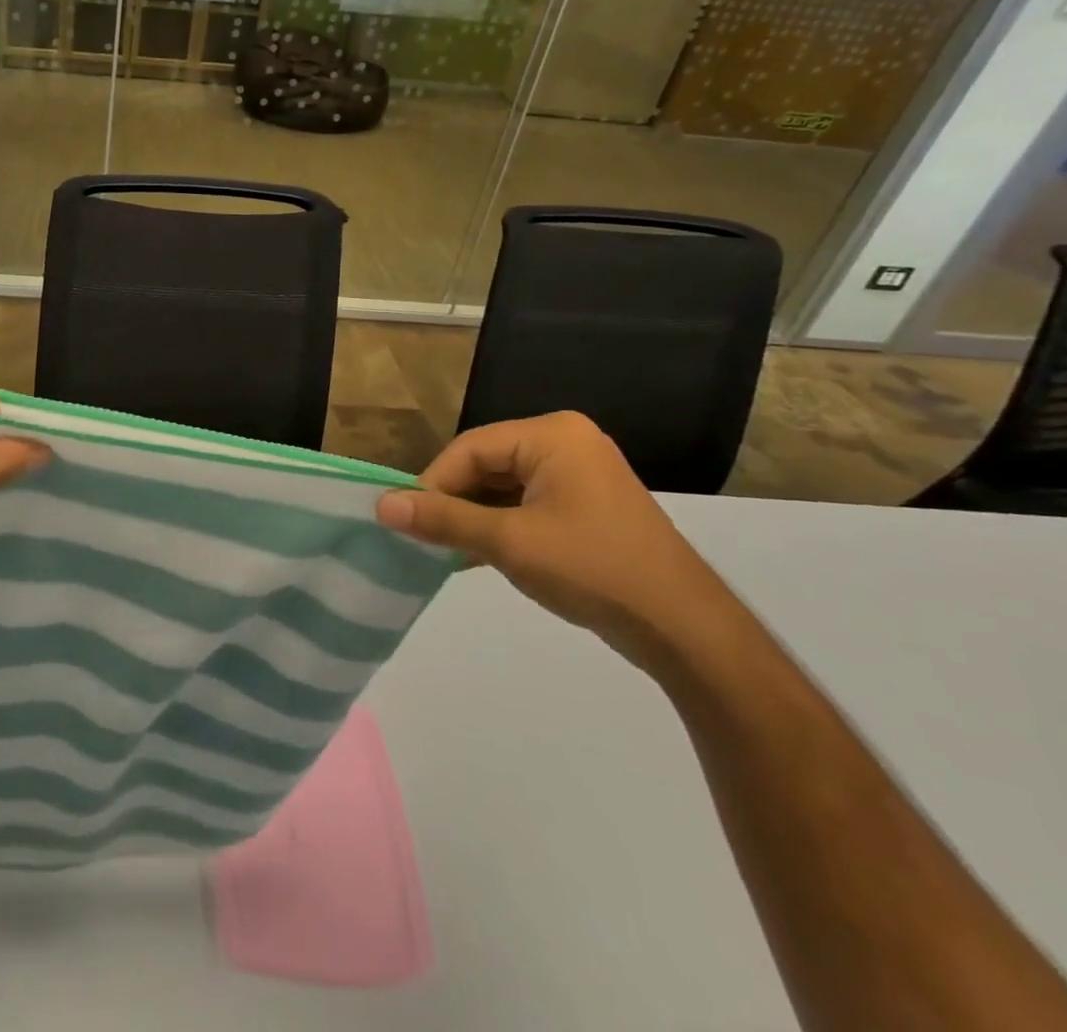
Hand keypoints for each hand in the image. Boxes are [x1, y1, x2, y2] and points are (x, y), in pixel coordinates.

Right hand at [377, 412, 725, 665]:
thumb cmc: (593, 569)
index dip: (432, 483)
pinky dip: (497, 526)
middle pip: (485, 464)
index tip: (404, 519)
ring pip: (501, 487)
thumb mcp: (508, 542)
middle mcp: (565, 444)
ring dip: (471, 517)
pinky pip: (524, 504)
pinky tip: (472, 555)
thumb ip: (443, 519)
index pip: (469, 448)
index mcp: (552, 435)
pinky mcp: (584, 506)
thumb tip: (382, 505)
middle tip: (422, 535)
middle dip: (452, 501)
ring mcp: (578, 475)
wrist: (684, 630)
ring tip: (442, 548)